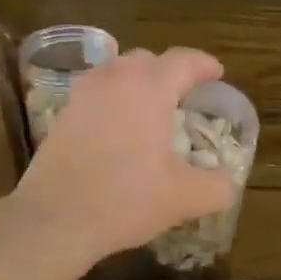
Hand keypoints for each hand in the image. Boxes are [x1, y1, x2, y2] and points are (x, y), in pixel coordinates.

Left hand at [11, 48, 236, 263]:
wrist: (54, 219)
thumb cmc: (126, 200)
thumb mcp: (185, 198)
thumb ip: (217, 186)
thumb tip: (226, 182)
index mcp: (149, 87)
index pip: (184, 61)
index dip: (205, 65)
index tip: (217, 75)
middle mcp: (114, 79)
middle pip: (147, 60)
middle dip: (170, 72)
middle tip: (185, 96)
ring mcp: (82, 94)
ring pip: (117, 73)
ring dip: (138, 84)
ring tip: (152, 111)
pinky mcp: (62, 114)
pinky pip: (96, 94)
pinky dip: (114, 101)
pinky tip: (119, 130)